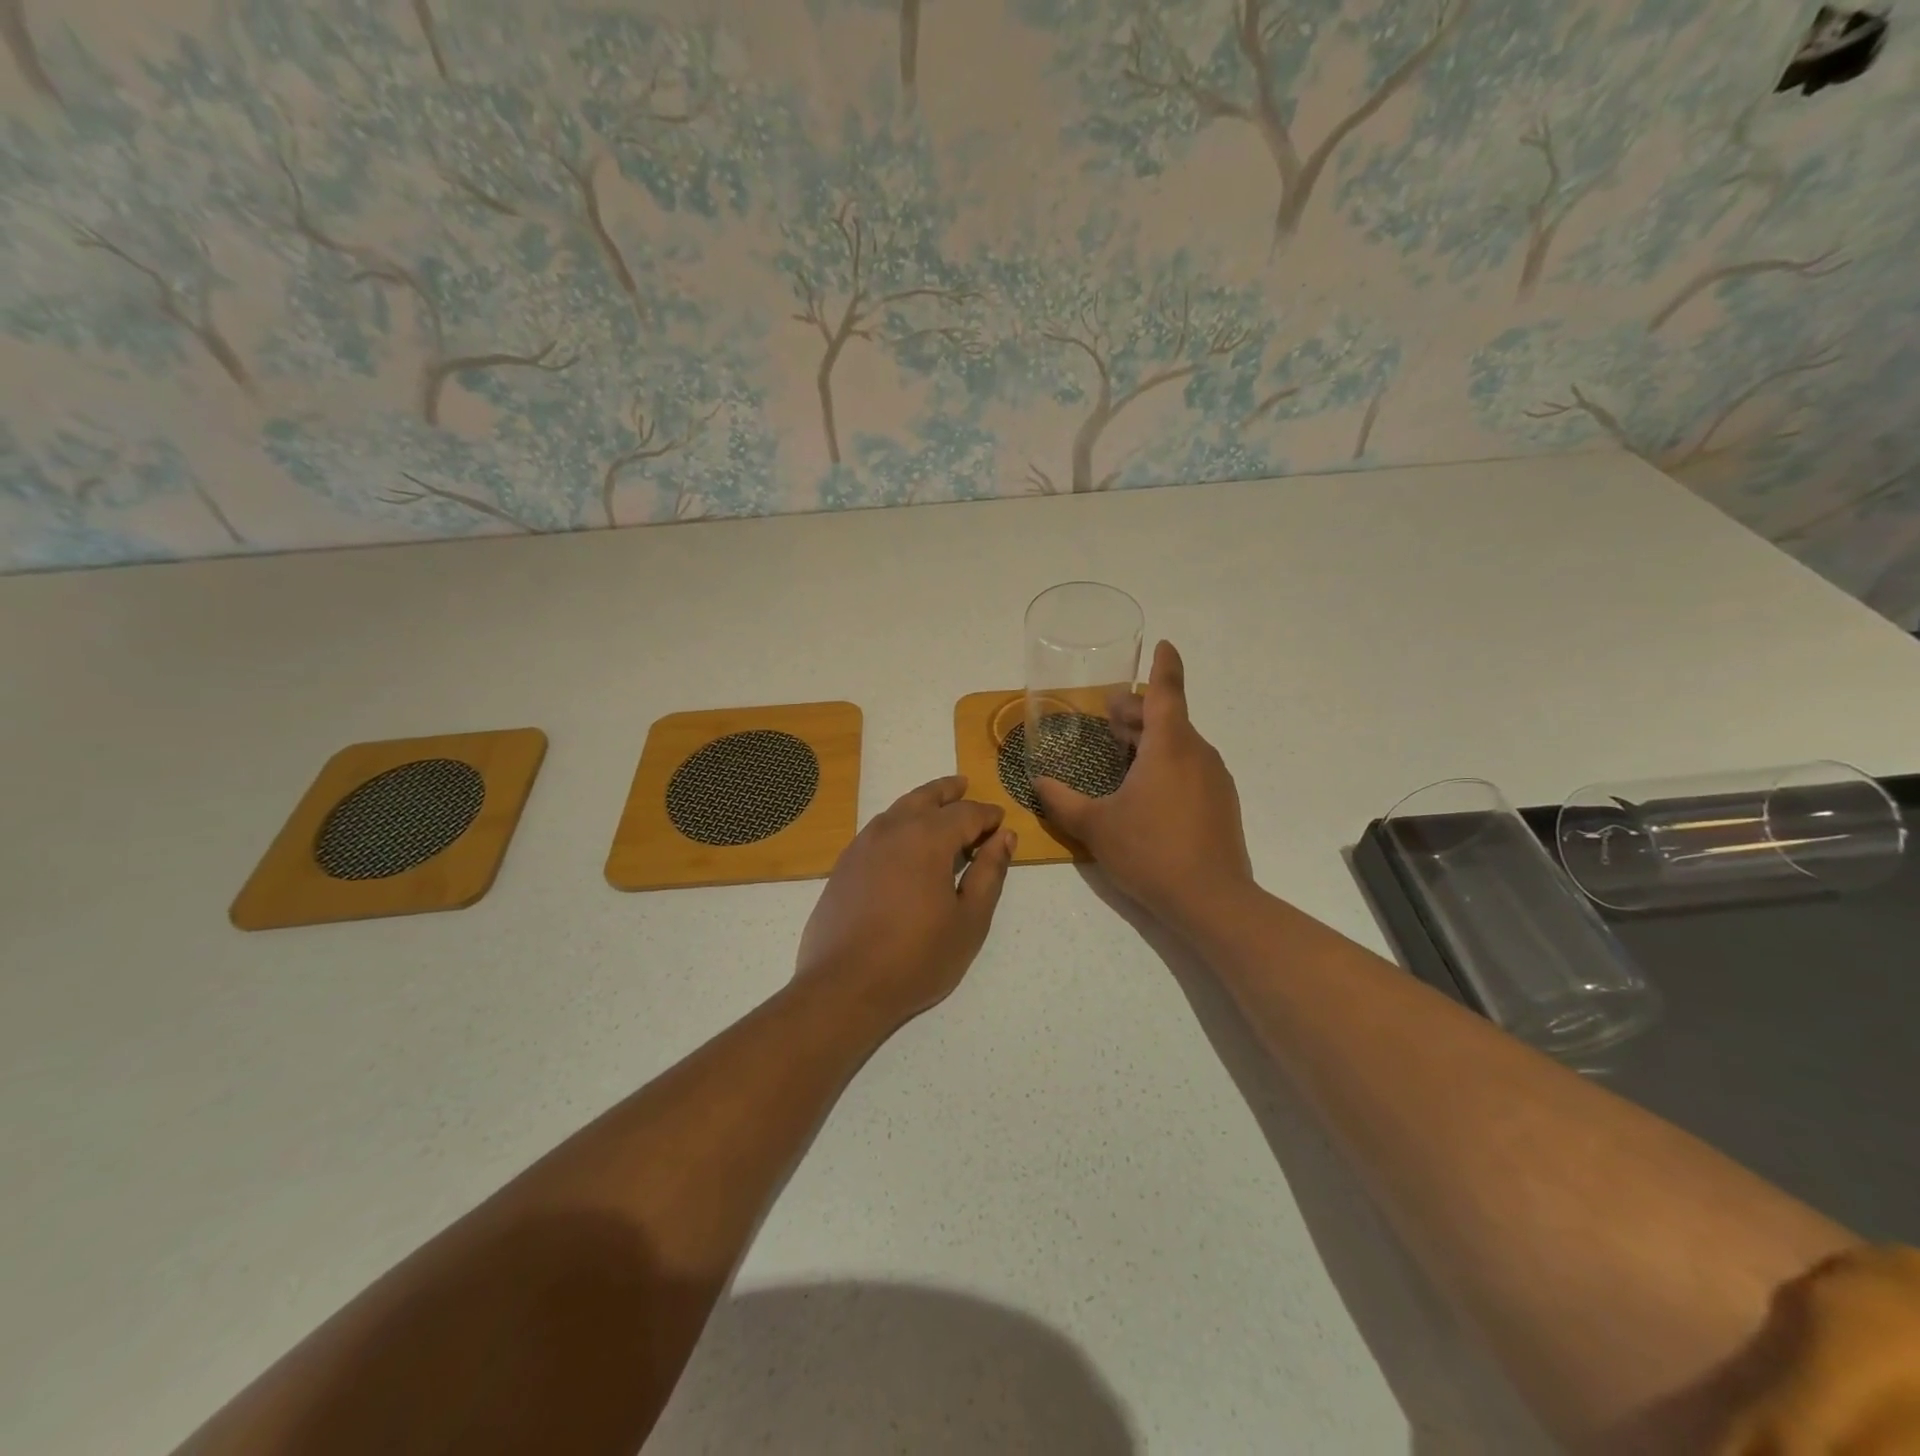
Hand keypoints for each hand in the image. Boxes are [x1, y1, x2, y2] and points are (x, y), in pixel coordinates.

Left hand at [795, 776, 1015, 1032]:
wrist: (845, 986)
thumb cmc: (917, 957)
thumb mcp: (969, 920)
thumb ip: (989, 873)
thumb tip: (1004, 836)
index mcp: (928, 838)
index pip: (966, 813)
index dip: (987, 815)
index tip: (1000, 822)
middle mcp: (893, 829)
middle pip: (926, 798)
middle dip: (949, 792)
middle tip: (964, 785)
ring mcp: (863, 845)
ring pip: (898, 809)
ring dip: (921, 803)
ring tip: (936, 806)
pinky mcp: (844, 865)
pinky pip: (877, 829)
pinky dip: (897, 823)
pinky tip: (902, 840)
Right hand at [1035, 641, 1254, 936]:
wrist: (1211, 900)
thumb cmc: (1150, 851)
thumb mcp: (1095, 826)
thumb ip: (1062, 801)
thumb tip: (1038, 782)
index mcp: (1170, 746)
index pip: (1168, 691)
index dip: (1164, 665)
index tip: (1163, 644)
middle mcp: (1197, 753)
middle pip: (1169, 718)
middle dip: (1139, 712)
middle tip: (1109, 715)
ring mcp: (1214, 779)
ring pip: (1180, 744)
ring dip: (1151, 740)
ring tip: (1121, 750)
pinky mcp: (1221, 804)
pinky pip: (1191, 767)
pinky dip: (1167, 763)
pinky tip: (1145, 788)